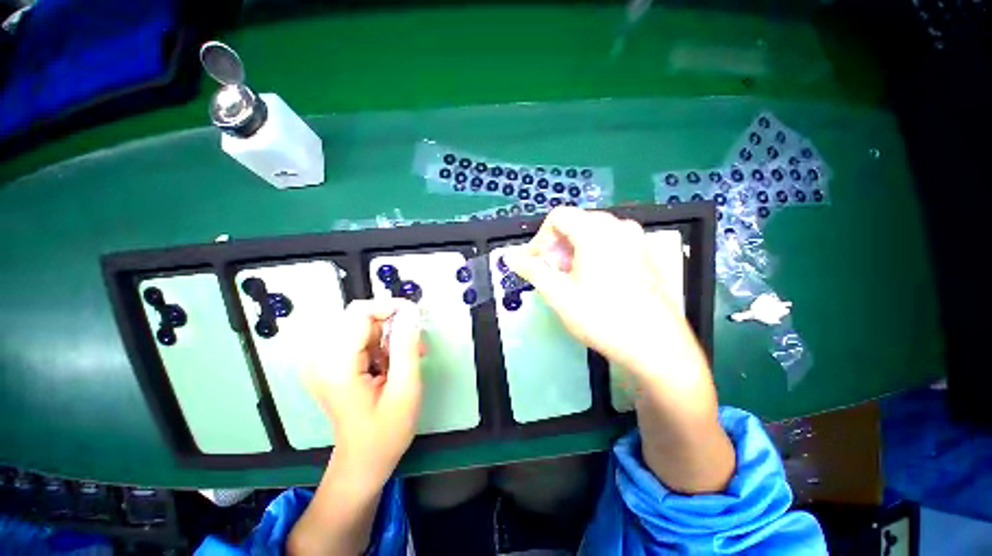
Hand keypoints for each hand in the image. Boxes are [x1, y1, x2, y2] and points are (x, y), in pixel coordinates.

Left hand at [302, 298, 422, 483]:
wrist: (363, 460)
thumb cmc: (386, 431)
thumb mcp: (405, 388)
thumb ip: (407, 346)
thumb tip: (411, 312)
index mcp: (335, 366)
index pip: (359, 313)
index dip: (390, 307)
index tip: (416, 318)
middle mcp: (320, 359)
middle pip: (359, 317)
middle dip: (391, 325)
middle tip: (414, 346)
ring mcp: (320, 361)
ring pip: (361, 325)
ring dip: (387, 335)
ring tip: (405, 359)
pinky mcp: (327, 363)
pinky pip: (357, 336)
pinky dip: (379, 343)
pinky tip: (390, 363)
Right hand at [504, 207, 685, 373]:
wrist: (656, 345)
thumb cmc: (603, 318)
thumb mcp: (559, 295)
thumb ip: (533, 270)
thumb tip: (511, 257)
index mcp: (596, 232)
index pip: (558, 217)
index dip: (540, 238)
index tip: (535, 262)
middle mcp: (619, 227)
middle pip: (576, 222)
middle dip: (557, 245)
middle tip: (552, 272)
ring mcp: (635, 239)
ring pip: (593, 232)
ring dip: (574, 249)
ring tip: (570, 277)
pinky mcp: (644, 252)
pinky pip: (611, 241)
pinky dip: (593, 252)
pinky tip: (593, 278)